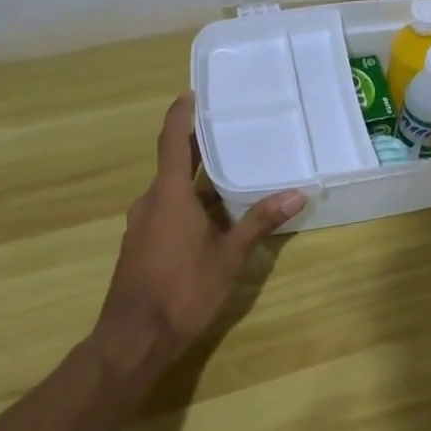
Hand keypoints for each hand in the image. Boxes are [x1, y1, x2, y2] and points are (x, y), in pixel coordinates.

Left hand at [95, 94, 305, 377]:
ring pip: (170, 189)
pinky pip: (165, 209)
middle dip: (197, 144)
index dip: (181, 113)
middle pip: (173, 161)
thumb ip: (260, 222)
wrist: (133, 339)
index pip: (173, 140)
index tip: (194, 92)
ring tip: (230, 169)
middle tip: (228, 126)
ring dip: (195, 177)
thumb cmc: (183, 290)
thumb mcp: (229, 256)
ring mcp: (142, 224)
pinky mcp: (141, 244)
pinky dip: (187, 201)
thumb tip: (297, 193)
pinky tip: (212, 214)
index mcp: (168, 194)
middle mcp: (150, 201)